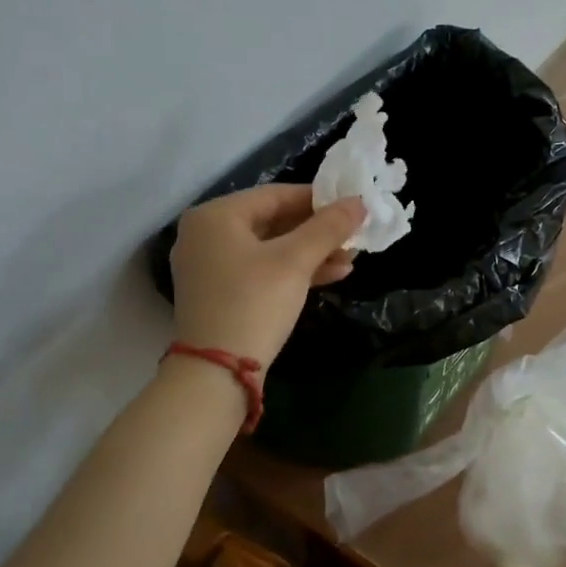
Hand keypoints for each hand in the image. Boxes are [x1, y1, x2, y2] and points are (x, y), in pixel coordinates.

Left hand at [170, 185, 364, 366]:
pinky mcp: (221, 294)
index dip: (318, 199)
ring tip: (351, 260)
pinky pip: (262, 271)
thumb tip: (359, 201)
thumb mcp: (295, 262)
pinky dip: (294, 272)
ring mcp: (211, 267)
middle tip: (354, 236)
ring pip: (270, 249)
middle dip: (318, 232)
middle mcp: (206, 235)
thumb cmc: (254, 303)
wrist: (217, 372)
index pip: (275, 195)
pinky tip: (332, 276)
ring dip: (312, 254)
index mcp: (216, 216)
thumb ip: (328, 228)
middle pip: (273, 222)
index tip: (352, 207)